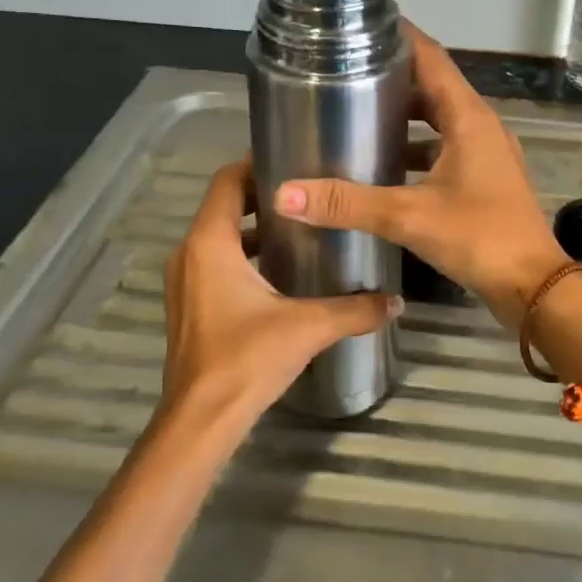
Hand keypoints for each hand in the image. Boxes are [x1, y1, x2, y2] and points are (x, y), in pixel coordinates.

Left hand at [162, 160, 399, 437]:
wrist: (201, 422)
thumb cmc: (247, 359)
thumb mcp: (308, 327)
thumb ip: (355, 309)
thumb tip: (396, 301)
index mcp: (211, 243)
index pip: (227, 181)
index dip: (256, 163)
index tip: (295, 158)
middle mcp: (190, 254)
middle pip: (225, 205)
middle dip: (264, 196)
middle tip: (310, 193)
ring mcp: (185, 282)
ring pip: (220, 236)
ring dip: (255, 228)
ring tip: (302, 228)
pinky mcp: (190, 307)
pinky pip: (215, 263)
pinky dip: (244, 255)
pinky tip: (282, 273)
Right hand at [273, 22, 567, 327]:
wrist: (533, 286)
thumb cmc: (480, 238)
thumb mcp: (410, 216)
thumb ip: (347, 204)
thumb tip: (285, 194)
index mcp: (469, 117)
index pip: (431, 59)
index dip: (400, 37)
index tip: (362, 24)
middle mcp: (480, 126)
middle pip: (433, 87)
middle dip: (392, 77)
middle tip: (345, 71)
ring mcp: (485, 154)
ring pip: (439, 121)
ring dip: (404, 116)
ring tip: (357, 114)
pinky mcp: (484, 180)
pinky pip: (444, 149)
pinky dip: (416, 150)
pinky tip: (384, 166)